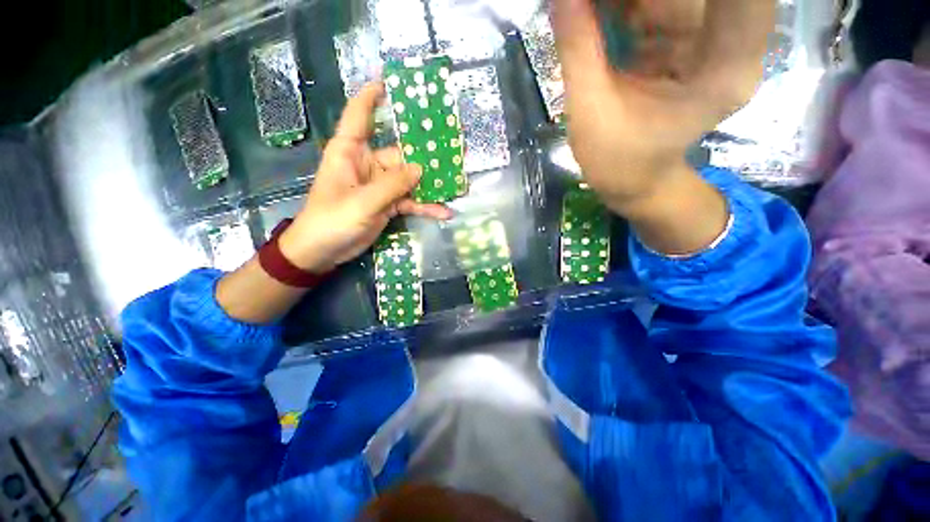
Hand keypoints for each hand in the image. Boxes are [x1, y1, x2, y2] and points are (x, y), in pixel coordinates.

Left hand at [278, 82, 451, 272]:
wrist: (323, 252)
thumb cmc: (332, 221)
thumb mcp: (362, 202)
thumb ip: (392, 185)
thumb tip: (421, 168)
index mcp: (350, 152)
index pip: (360, 115)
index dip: (372, 95)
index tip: (391, 81)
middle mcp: (368, 164)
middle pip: (400, 153)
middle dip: (427, 154)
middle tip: (455, 149)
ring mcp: (380, 186)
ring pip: (410, 180)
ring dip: (431, 184)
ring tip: (458, 182)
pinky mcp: (387, 204)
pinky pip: (410, 201)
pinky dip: (425, 207)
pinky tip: (443, 212)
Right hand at [551, 0, 773, 212]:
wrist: (635, 181)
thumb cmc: (616, 161)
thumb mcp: (590, 111)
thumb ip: (578, 48)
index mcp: (723, 72)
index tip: (630, 3)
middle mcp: (735, 48)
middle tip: (591, 5)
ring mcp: (719, 44)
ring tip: (592, 12)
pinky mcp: (698, 45)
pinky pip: (672, 5)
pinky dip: (635, 4)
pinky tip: (605, 14)